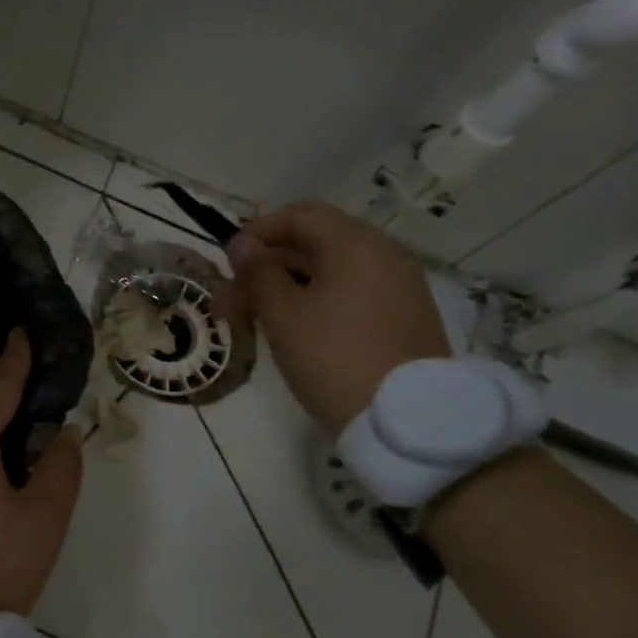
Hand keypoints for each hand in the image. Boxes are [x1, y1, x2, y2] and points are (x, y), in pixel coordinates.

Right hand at [227, 201, 450, 435]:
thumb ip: (258, 273)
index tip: (230, 261)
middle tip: (236, 298)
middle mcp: (384, 255)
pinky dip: (320, 300)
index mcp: (355, 244)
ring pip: (334, 270)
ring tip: (260, 319)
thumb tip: (243, 243)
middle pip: (317, 241)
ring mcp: (401, 287)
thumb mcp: (282, 315)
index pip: (300, 215)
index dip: (259, 231)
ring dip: (291, 285)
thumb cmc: (333, 359)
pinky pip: (355, 293)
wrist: (407, 422)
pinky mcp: (407, 318)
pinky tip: (300, 332)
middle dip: (270, 264)